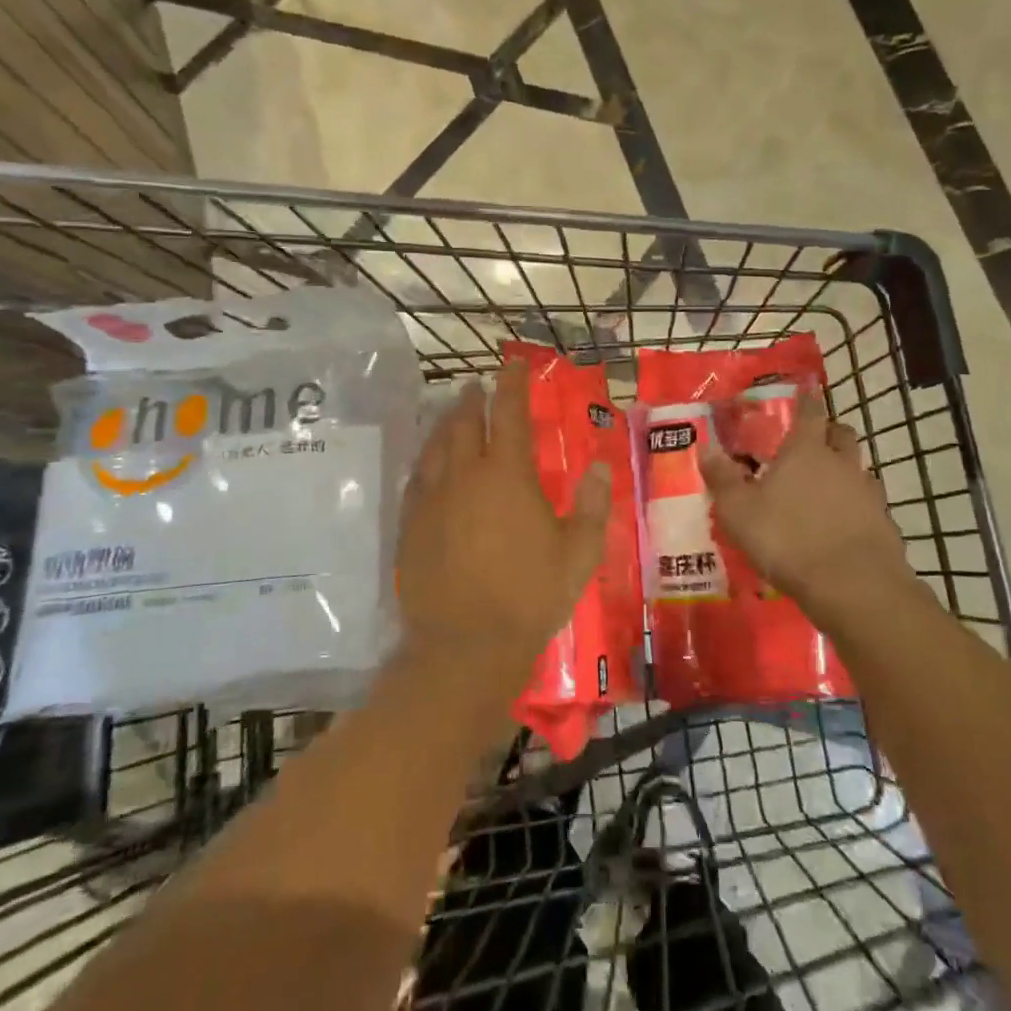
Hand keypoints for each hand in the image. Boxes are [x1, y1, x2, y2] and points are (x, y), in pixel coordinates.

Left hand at [397, 358, 610, 675]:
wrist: (466, 646)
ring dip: (446, 424)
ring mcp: (432, 500)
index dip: (511, 385)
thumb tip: (600, 467)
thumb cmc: (531, 597)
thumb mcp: (579, 554)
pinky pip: (416, 479)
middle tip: (477, 386)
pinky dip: (426, 461)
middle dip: (472, 399)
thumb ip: (594, 507)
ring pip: (435, 447)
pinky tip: (429, 464)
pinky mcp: (410, 526)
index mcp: (508, 476)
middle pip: (464, 423)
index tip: (512, 364)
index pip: (509, 414)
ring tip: (453, 414)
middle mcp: (465, 476)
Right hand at [698, 391, 912, 624]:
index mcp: (806, 451)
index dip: (807, 400)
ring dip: (845, 470)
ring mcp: (868, 493)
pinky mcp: (884, 524)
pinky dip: (856, 506)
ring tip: (825, 487)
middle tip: (812, 442)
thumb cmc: (787, 539)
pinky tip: (842, 524)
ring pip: (859, 468)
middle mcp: (841, 463)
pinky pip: (869, 504)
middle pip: (842, 434)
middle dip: (829, 432)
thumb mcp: (739, 511)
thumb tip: (706, 447)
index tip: (806, 391)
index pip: (810, 412)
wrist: (853, 586)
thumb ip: (722, 478)